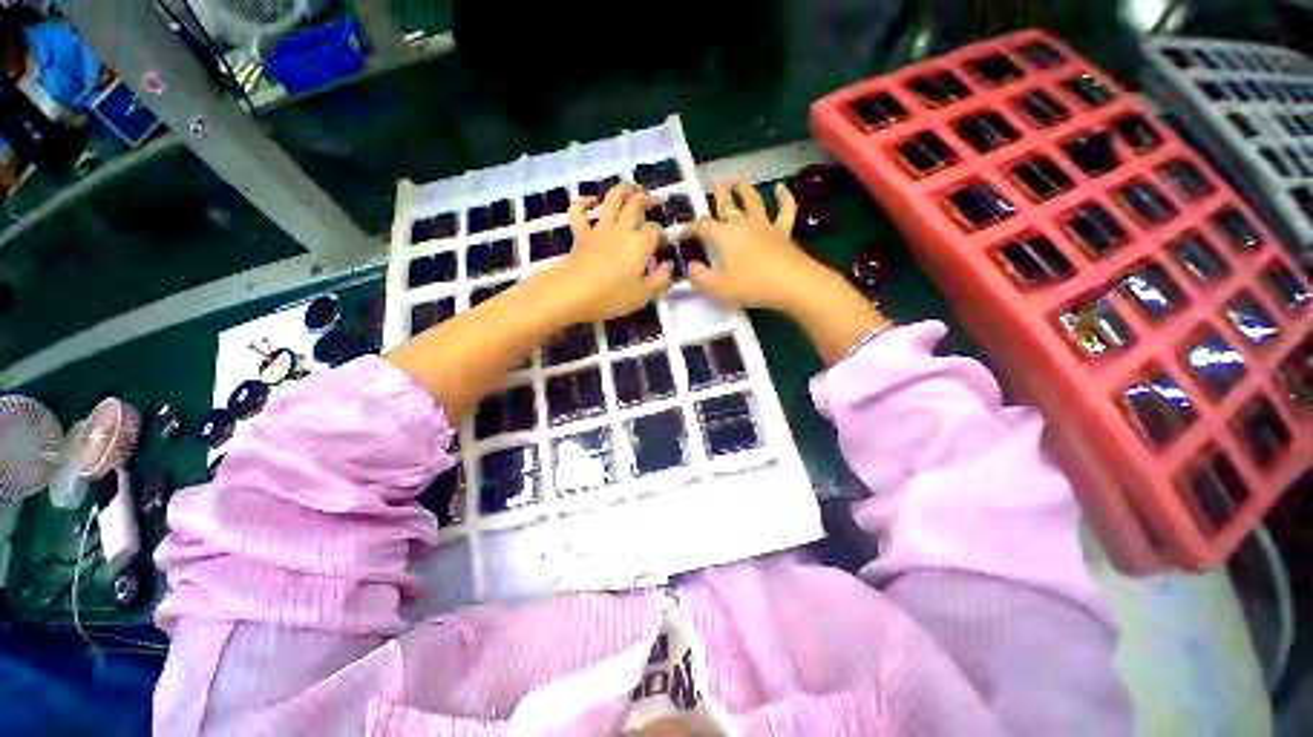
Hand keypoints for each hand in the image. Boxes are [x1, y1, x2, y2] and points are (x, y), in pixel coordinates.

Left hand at [534, 183, 672, 324]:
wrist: (572, 294)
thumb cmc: (611, 297)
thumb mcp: (642, 295)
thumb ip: (660, 280)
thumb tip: (669, 266)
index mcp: (639, 244)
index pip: (655, 230)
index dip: (662, 234)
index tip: (664, 245)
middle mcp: (621, 230)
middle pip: (636, 204)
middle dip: (648, 199)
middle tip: (656, 200)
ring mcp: (599, 229)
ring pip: (612, 199)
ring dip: (624, 189)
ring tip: (633, 187)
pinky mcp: (580, 233)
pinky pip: (579, 211)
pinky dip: (584, 201)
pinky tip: (591, 200)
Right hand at [688, 180, 889, 363]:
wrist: (792, 283)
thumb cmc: (751, 286)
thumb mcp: (717, 288)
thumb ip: (699, 277)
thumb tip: (690, 266)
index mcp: (723, 235)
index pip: (702, 226)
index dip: (690, 228)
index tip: (682, 233)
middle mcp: (742, 224)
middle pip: (728, 205)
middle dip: (719, 195)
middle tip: (716, 185)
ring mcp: (765, 225)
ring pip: (753, 201)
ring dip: (745, 189)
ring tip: (739, 182)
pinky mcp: (784, 231)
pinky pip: (785, 210)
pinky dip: (784, 197)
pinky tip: (781, 188)